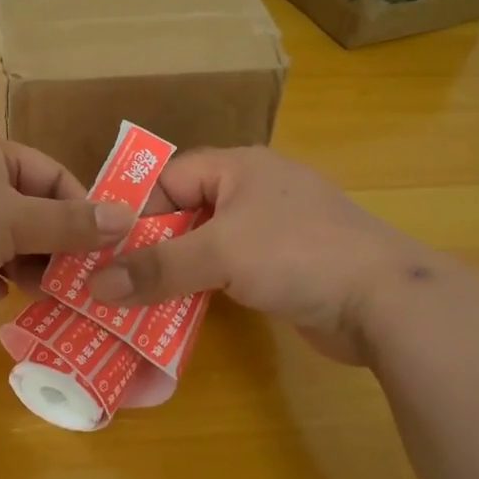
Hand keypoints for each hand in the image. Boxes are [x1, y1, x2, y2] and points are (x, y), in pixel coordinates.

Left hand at [0, 133, 134, 354]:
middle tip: (85, 278)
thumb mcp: (13, 219)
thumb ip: (69, 222)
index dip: (80, 204)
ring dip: (26, 266)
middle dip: (54, 242)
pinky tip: (1, 299)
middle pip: (25, 210)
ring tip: (55, 294)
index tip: (106, 243)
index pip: (47, 173)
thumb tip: (127, 217)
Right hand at [86, 147, 461, 364]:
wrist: (383, 300)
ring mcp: (274, 229)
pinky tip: (182, 312)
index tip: (106, 248)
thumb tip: (96, 285)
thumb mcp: (219, 254)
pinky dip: (206, 287)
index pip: (170, 176)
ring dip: (177, 270)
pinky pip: (232, 269)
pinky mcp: (286, 265)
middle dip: (152, 244)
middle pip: (187, 210)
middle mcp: (255, 190)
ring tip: (137, 301)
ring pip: (208, 243)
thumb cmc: (297, 255)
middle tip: (114, 279)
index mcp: (239, 167)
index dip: (137, 209)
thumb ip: (157, 268)